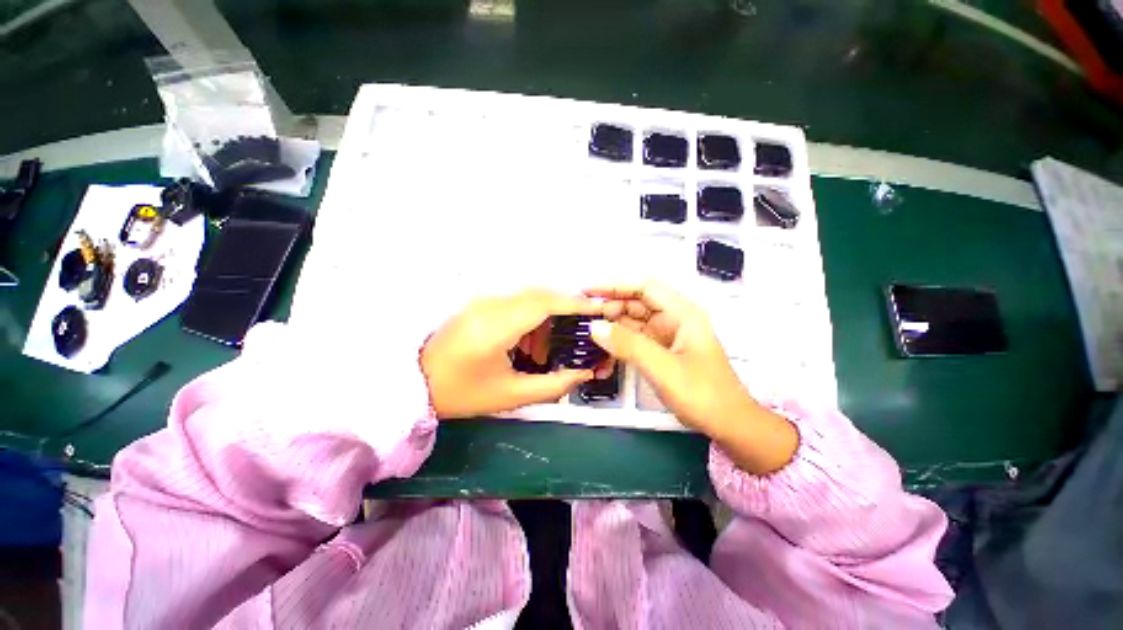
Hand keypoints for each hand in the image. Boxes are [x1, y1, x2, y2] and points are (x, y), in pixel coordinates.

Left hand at [421, 289, 602, 418]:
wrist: (415, 384)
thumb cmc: (462, 393)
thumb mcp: (510, 395)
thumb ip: (553, 385)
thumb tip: (583, 373)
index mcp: (496, 327)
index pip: (543, 303)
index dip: (574, 303)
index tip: (597, 308)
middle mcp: (489, 305)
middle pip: (539, 295)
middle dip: (566, 309)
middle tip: (581, 331)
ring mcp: (482, 302)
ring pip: (528, 298)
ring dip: (547, 316)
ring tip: (550, 349)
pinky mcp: (479, 305)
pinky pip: (515, 304)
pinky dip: (532, 318)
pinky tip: (530, 344)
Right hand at [585, 281, 797, 473]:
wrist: (728, 424)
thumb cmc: (703, 393)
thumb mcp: (662, 367)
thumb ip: (628, 345)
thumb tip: (594, 326)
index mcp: (682, 313)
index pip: (644, 287)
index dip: (615, 286)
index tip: (588, 291)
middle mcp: (675, 319)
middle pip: (638, 302)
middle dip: (612, 305)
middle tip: (585, 315)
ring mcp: (668, 335)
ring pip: (635, 320)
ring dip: (614, 322)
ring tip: (589, 327)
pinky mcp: (663, 351)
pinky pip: (637, 337)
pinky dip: (620, 338)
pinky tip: (604, 342)